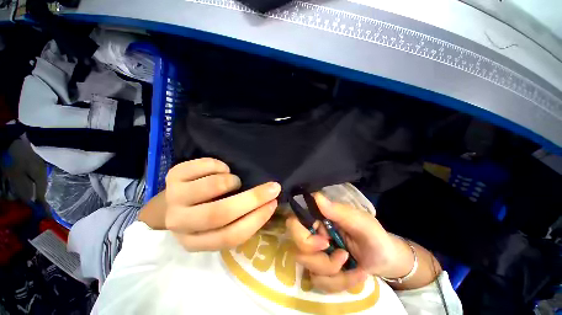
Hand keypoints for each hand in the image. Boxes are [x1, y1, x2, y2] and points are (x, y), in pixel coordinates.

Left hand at [165, 158, 280, 250]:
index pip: (231, 236)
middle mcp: (181, 223)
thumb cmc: (205, 212)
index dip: (257, 219)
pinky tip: (221, 171)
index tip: (274, 202)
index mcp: (197, 242)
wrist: (174, 201)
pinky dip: (220, 166)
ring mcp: (174, 198)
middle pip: (221, 213)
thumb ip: (241, 219)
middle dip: (253, 198)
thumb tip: (269, 203)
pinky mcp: (173, 176)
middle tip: (272, 187)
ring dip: (232, 181)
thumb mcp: (220, 224)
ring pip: (213, 187)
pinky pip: (204, 166)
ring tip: (234, 181)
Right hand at [286, 193, 415, 292]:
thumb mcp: (361, 223)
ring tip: (353, 265)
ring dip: (334, 274)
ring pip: (309, 270)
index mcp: (318, 219)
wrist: (386, 259)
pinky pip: (321, 283)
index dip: (302, 236)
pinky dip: (341, 283)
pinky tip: (357, 275)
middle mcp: (313, 235)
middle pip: (298, 250)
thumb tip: (315, 196)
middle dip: (321, 261)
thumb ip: (339, 211)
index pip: (294, 223)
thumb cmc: (373, 236)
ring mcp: (316, 254)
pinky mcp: (322, 271)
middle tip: (343, 257)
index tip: (324, 243)